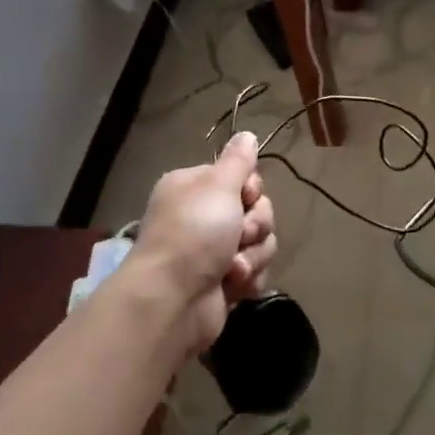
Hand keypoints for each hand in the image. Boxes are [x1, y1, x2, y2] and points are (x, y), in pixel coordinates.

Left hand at [126, 132, 277, 353]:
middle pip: (257, 210)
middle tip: (238, 236)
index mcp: (195, 188)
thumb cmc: (194, 233)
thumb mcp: (218, 186)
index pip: (242, 178)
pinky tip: (234, 286)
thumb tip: (246, 134)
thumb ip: (238, 160)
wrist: (173, 300)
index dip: (251, 189)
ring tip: (232, 268)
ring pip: (261, 242)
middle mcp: (203, 216)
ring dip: (253, 255)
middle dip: (255, 226)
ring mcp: (214, 252)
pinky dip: (249, 279)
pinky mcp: (224, 282)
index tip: (245, 197)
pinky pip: (257, 271)